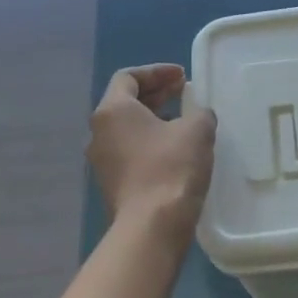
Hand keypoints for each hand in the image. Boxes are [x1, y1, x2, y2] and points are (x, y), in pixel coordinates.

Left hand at [88, 65, 216, 240]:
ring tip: (182, 121)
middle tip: (184, 93)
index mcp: (113, 110)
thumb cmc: (171, 167)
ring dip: (153, 119)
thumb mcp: (197, 130)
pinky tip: (174, 150)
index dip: (157, 72)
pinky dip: (149, 142)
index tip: (182, 77)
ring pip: (126, 128)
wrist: (151, 225)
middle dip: (156, 94)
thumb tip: (197, 116)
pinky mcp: (111, 183)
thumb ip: (199, 113)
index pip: (128, 77)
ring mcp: (101, 160)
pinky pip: (129, 151)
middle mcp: (98, 132)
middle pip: (125, 101)